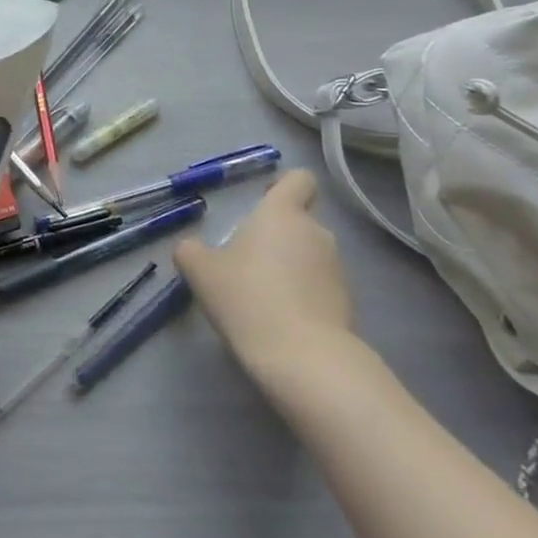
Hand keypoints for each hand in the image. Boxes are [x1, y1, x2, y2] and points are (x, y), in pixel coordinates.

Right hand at [173, 170, 356, 385]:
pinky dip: (302, 294)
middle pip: (300, 220)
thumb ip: (191, 250)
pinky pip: (319, 285)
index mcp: (282, 214)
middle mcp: (317, 232)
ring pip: (309, 254)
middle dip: (276, 235)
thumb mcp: (200, 271)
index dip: (283, 186)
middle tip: (246, 260)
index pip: (299, 180)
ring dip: (290, 265)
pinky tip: (279, 318)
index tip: (261, 203)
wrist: (303, 357)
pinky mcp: (346, 302)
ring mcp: (337, 268)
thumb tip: (192, 247)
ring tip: (261, 294)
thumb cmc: (247, 297)